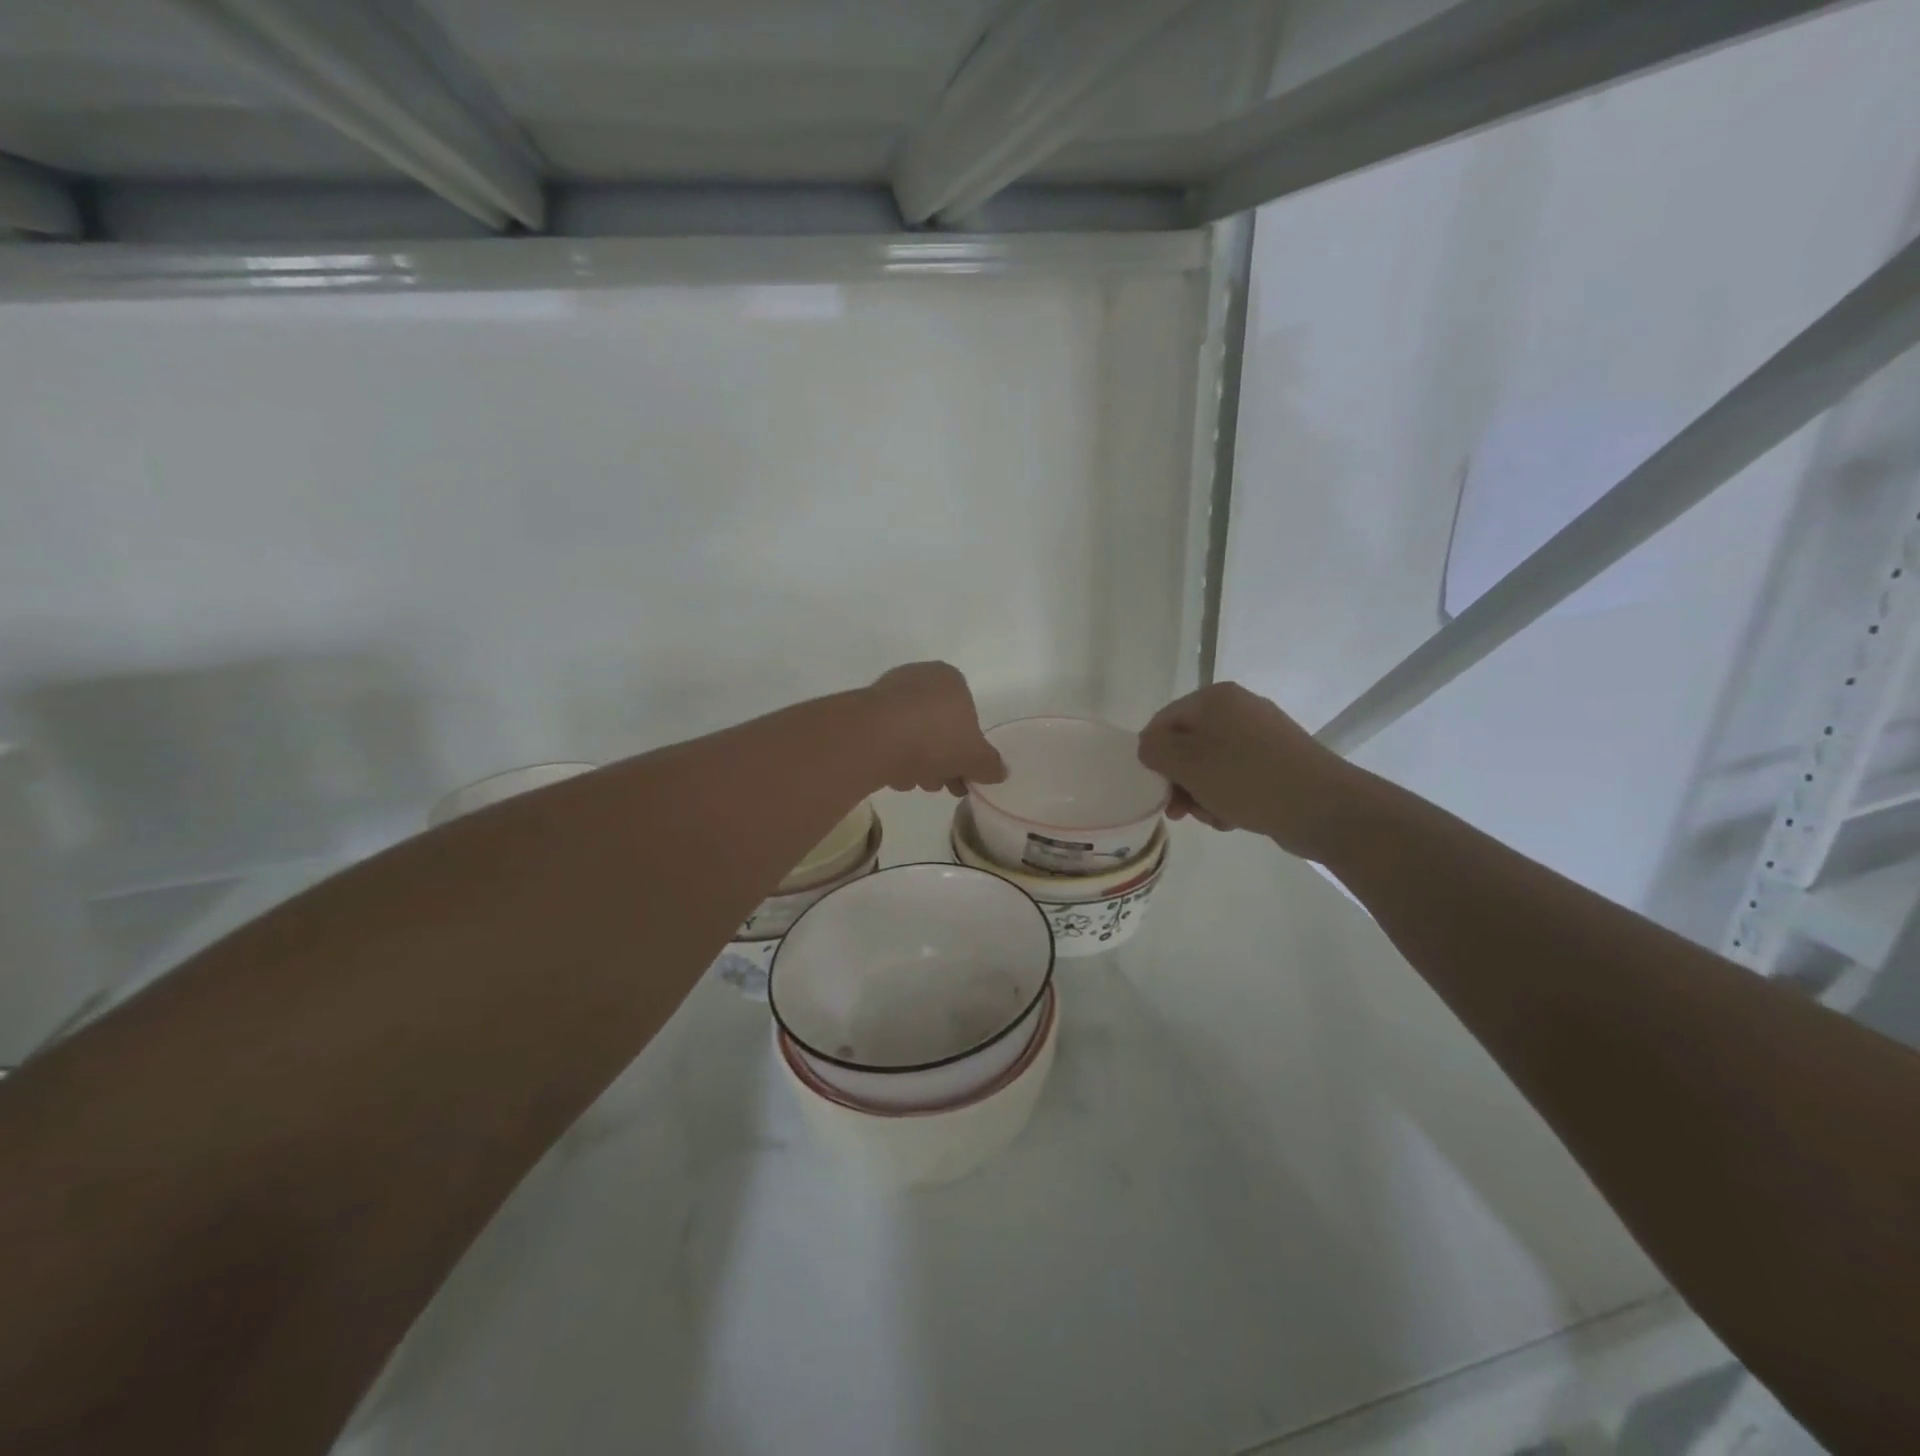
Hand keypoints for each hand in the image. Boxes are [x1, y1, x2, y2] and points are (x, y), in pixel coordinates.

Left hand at [866, 662, 1006, 794]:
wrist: (875, 737)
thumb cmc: (935, 738)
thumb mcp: (975, 758)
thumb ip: (991, 765)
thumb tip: (1000, 772)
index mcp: (951, 679)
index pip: (968, 717)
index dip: (968, 751)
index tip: (965, 776)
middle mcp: (920, 677)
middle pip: (939, 728)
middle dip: (942, 760)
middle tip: (942, 785)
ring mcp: (888, 693)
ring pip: (912, 735)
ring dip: (918, 763)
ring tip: (915, 784)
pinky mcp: (864, 712)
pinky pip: (887, 738)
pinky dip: (894, 757)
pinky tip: (893, 776)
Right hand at [1137, 682, 1357, 858]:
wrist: (1323, 807)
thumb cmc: (1245, 779)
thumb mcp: (1186, 763)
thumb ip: (1154, 749)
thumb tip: (1151, 747)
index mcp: (1214, 698)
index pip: (1163, 722)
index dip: (1154, 757)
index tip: (1158, 790)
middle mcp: (1239, 708)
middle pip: (1188, 745)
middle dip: (1180, 781)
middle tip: (1182, 812)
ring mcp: (1262, 735)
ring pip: (1211, 765)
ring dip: (1203, 794)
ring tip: (1214, 818)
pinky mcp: (1279, 761)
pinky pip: (1238, 776)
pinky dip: (1228, 796)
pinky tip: (1234, 818)